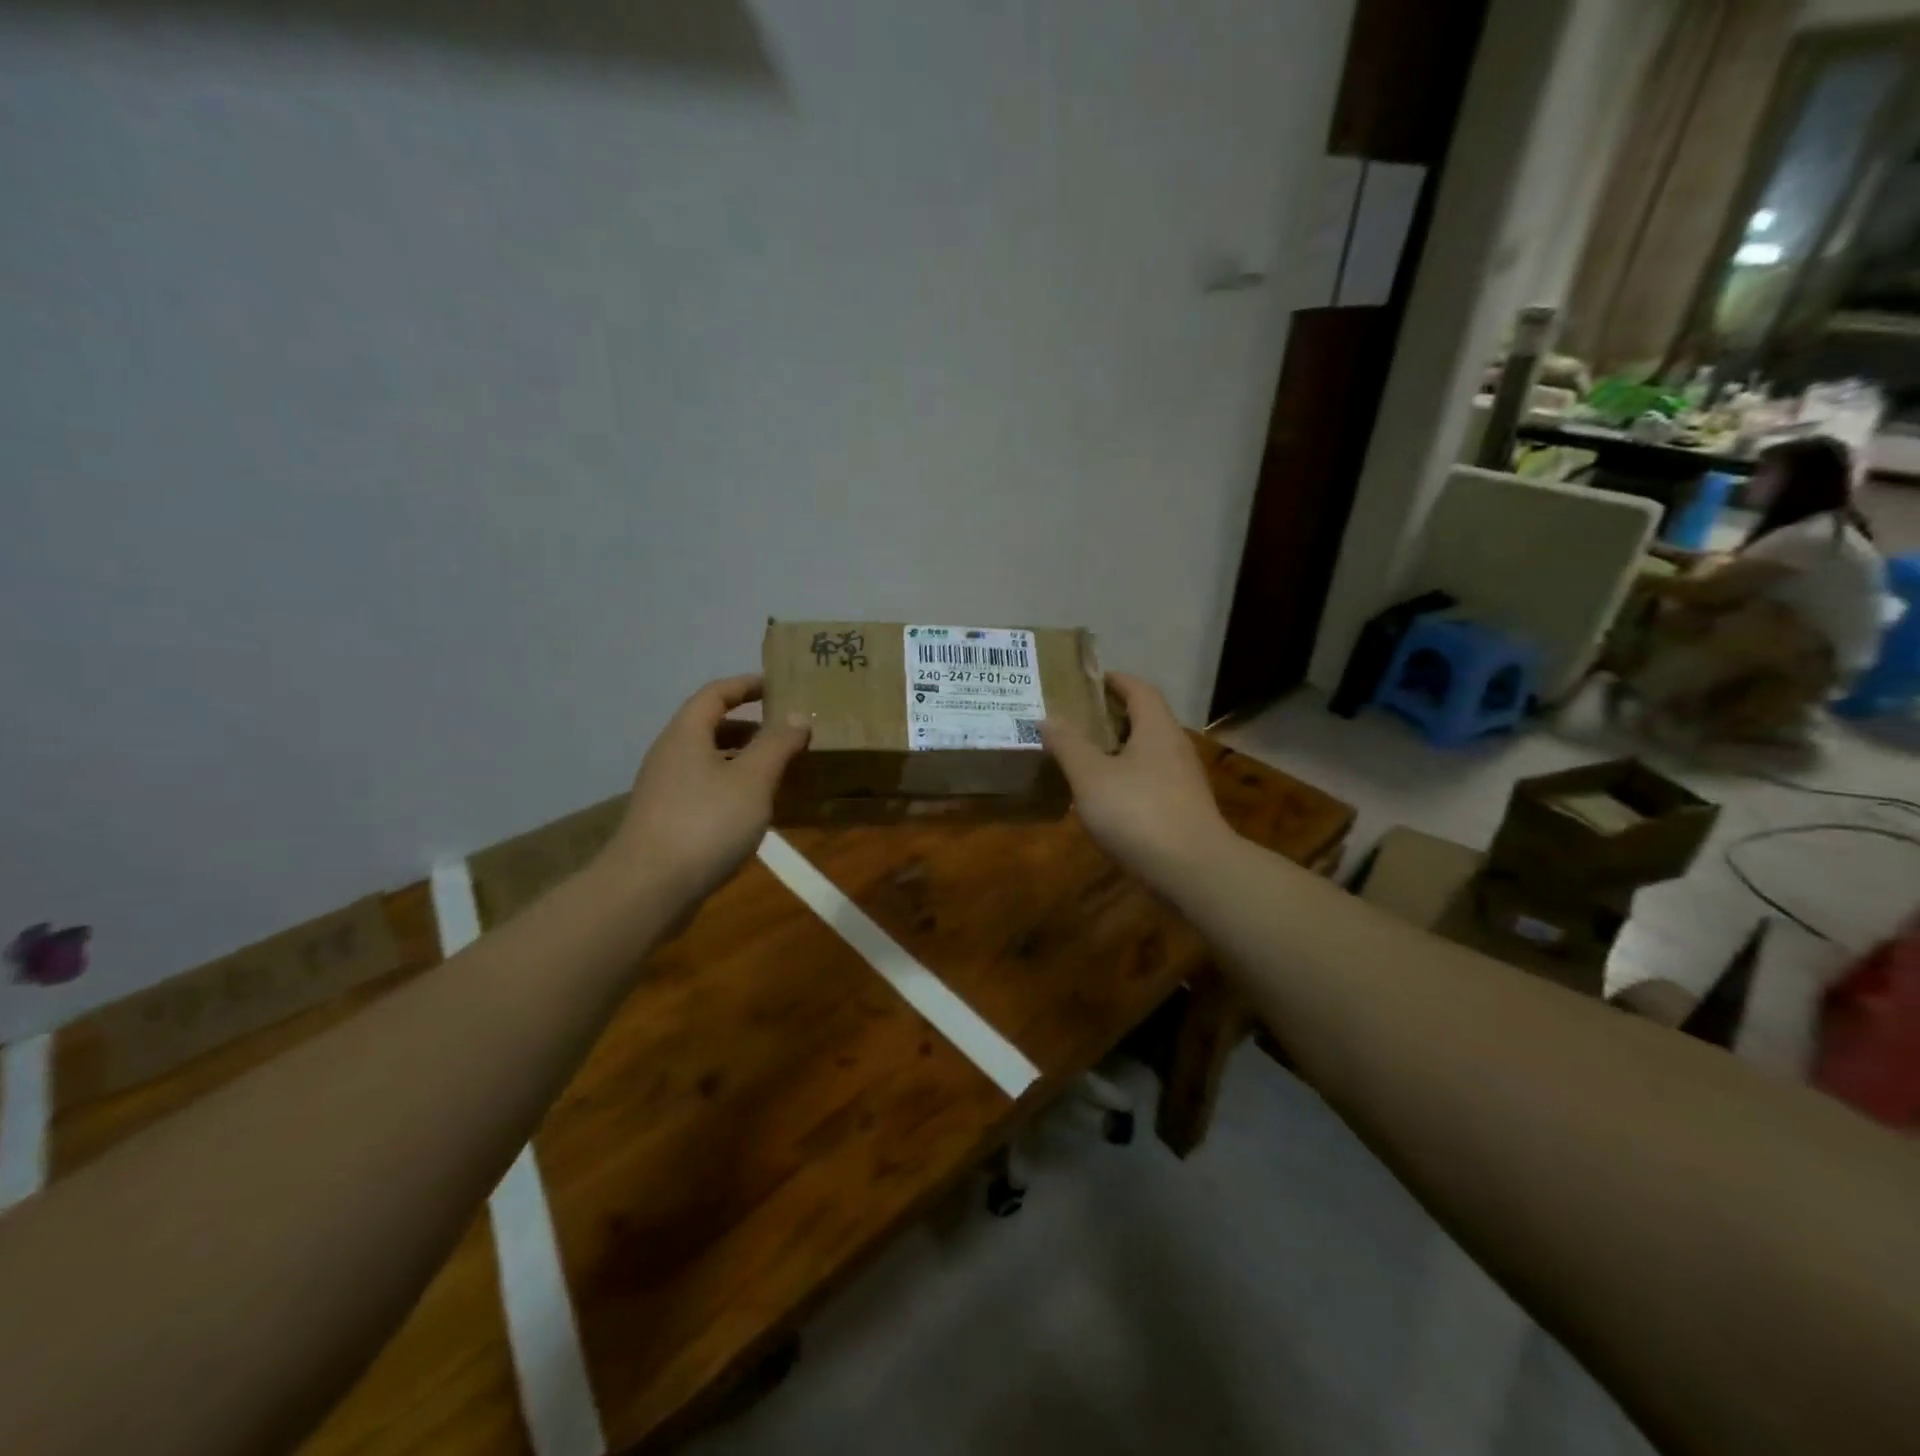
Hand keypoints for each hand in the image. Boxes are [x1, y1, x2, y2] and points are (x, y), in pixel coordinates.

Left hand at [602, 675, 809, 910]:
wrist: (648, 889)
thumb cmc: (705, 823)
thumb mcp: (752, 779)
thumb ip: (777, 744)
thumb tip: (797, 716)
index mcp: (687, 734)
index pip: (716, 693)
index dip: (747, 685)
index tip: (778, 686)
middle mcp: (671, 755)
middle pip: (712, 727)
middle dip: (751, 727)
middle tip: (788, 734)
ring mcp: (666, 790)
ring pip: (710, 762)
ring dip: (745, 761)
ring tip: (781, 772)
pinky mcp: (668, 821)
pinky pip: (707, 791)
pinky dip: (734, 789)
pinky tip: (758, 812)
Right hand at [1040, 673, 1230, 886]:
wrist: (1194, 871)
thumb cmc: (1139, 813)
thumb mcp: (1091, 776)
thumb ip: (1068, 744)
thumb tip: (1047, 716)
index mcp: (1156, 728)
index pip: (1138, 689)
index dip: (1114, 680)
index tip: (1086, 681)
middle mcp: (1175, 747)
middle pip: (1144, 719)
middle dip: (1111, 715)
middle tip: (1075, 719)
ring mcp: (1183, 780)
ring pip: (1147, 752)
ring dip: (1118, 748)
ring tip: (1084, 756)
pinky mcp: (1183, 809)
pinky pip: (1151, 779)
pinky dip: (1127, 777)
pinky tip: (1106, 797)